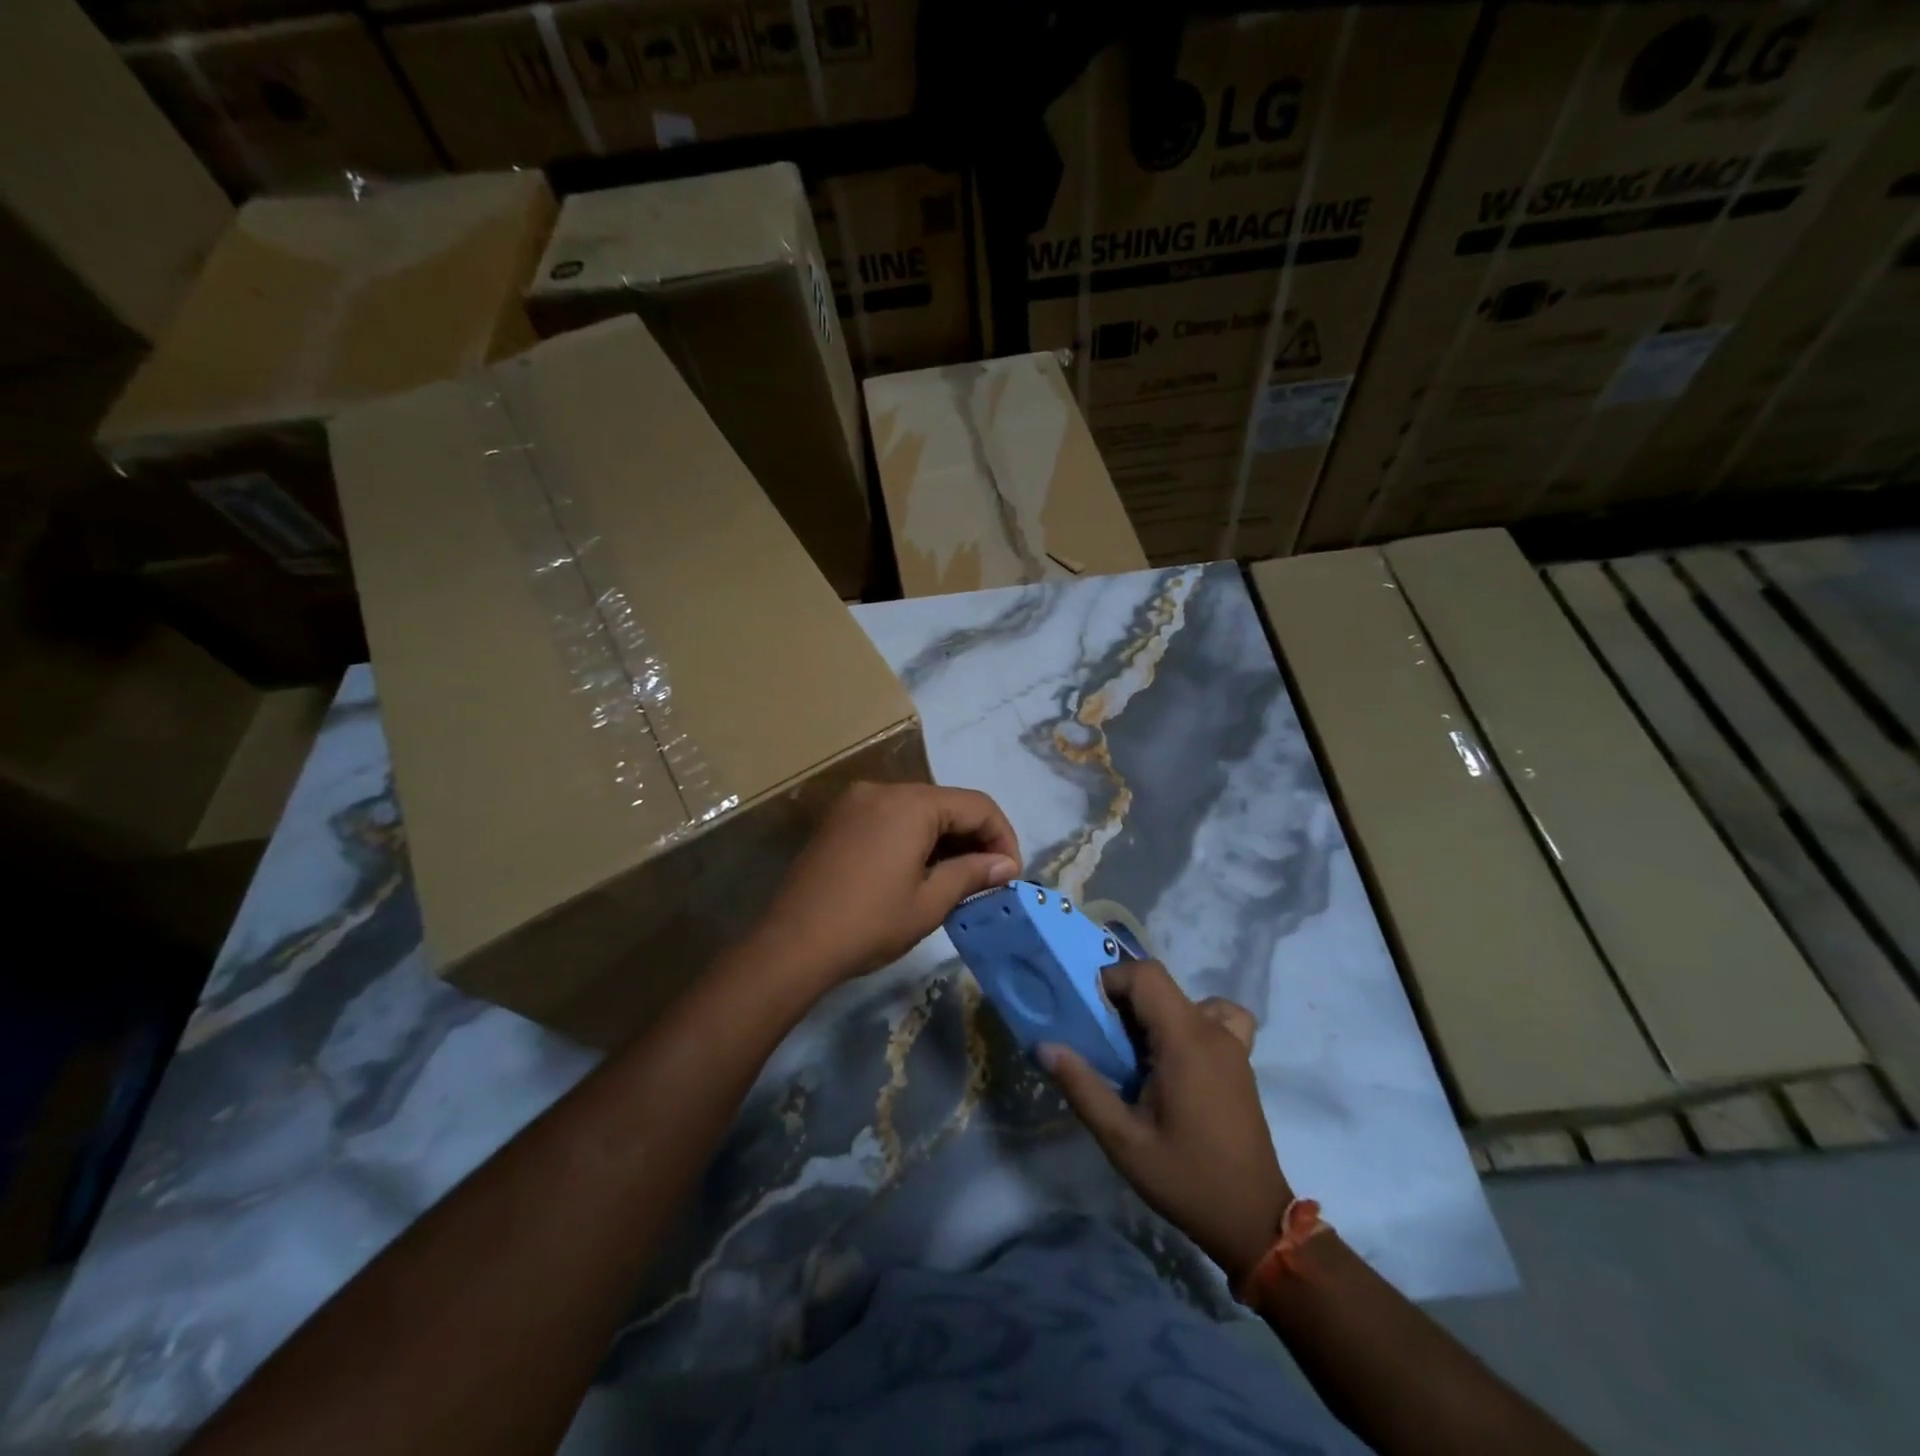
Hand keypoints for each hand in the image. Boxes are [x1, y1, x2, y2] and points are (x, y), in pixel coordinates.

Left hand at [751, 781, 1020, 987]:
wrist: (792, 945)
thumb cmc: (869, 924)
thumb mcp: (930, 902)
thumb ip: (973, 873)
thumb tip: (1006, 865)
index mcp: (910, 804)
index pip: (977, 805)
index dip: (1002, 837)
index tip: (1010, 875)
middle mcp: (883, 790)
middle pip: (947, 803)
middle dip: (974, 838)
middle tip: (989, 879)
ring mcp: (856, 802)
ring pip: (918, 810)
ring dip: (945, 839)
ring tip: (958, 879)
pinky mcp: (839, 820)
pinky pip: (890, 817)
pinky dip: (914, 838)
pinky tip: (920, 871)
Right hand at [1041, 960, 1289, 1289]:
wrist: (1252, 1220)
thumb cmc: (1185, 1179)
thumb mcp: (1123, 1140)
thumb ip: (1082, 1087)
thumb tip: (1045, 1046)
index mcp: (1185, 1040)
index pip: (1145, 975)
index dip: (1111, 981)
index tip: (1090, 1015)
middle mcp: (1212, 1030)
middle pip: (1161, 984)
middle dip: (1124, 1001)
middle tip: (1105, 1044)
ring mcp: (1232, 1044)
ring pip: (1184, 998)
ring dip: (1153, 1011)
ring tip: (1137, 1052)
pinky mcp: (1240, 1059)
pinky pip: (1217, 1017)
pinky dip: (1192, 1020)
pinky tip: (1178, 1054)